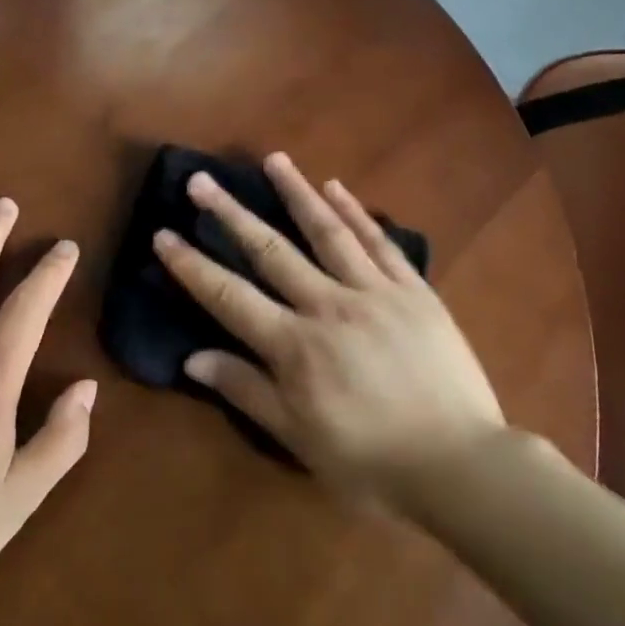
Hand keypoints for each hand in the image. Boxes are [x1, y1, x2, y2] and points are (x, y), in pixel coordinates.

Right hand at [153, 153, 504, 502]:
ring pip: (327, 231)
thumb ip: (247, 391)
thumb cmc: (372, 462)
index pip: (229, 296)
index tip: (163, 234)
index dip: (192, 265)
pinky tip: (337, 187)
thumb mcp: (299, 439)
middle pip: (271, 251)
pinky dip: (357, 212)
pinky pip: (380, 243)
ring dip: (296, 192)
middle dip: (231, 213)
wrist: (461, 466)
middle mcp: (328, 306)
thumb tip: (192, 359)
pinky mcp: (414, 291)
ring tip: (273, 159)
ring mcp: (374, 292)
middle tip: (202, 179)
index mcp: (295, 346)